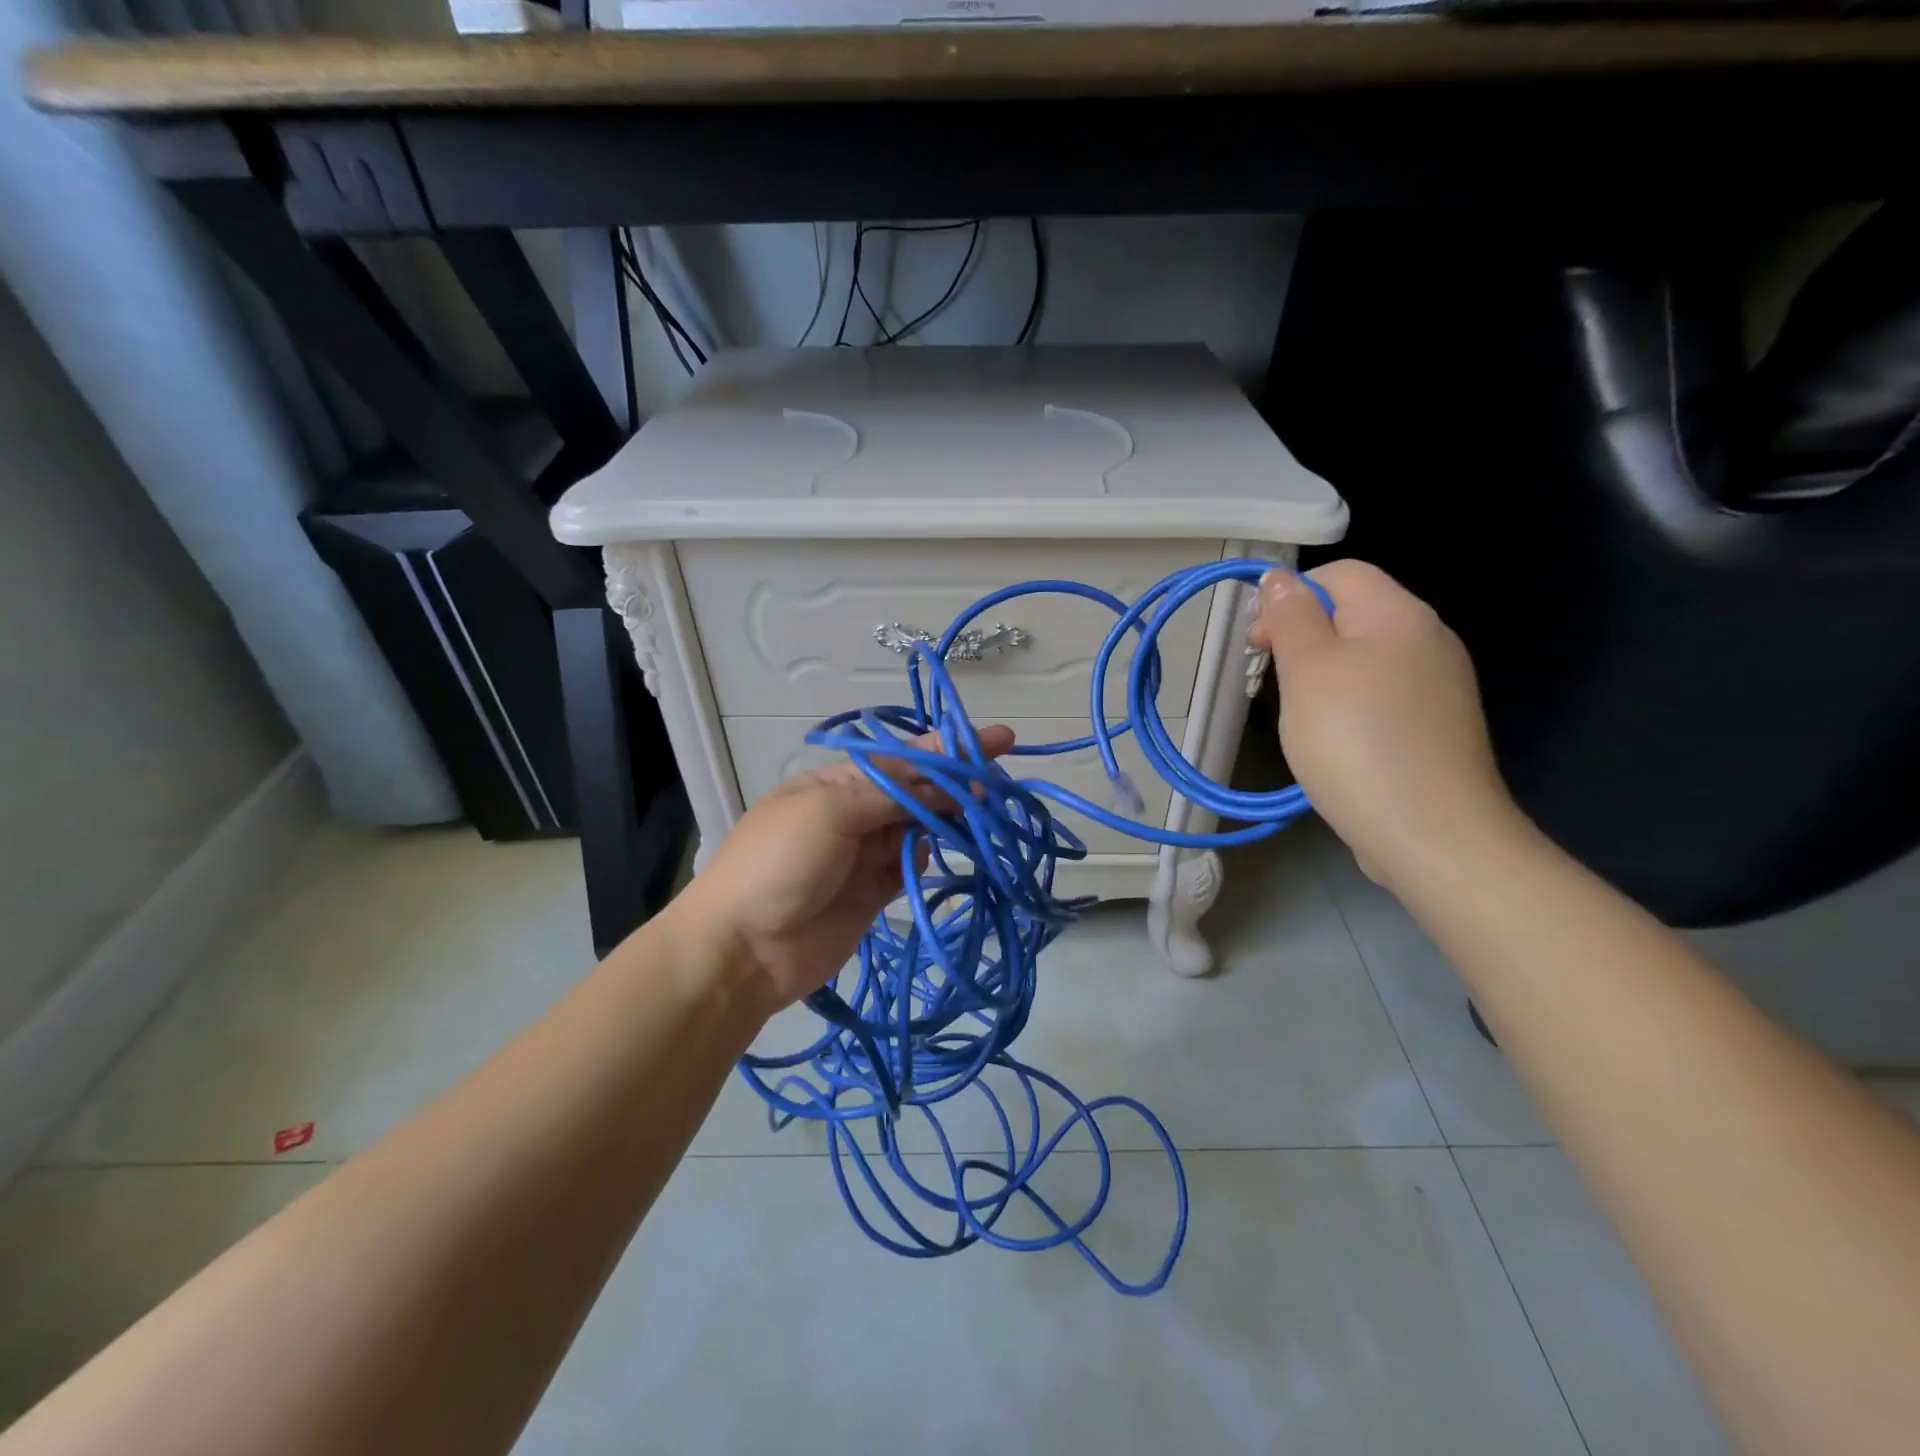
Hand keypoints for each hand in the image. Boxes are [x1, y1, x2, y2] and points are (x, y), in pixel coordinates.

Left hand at [677, 726, 1015, 1011]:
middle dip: (955, 784)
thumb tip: (942, 784)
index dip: (951, 747)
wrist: (743, 950)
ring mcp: (864, 854)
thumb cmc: (779, 864)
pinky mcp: (874, 894)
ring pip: (920, 827)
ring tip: (974, 820)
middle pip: (918, 791)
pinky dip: (922, 860)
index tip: (1001, 739)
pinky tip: (921, 861)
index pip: (904, 757)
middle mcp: (855, 812)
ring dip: (946, 821)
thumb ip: (890, 794)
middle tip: (996, 786)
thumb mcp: (829, 811)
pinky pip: (910, 866)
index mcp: (838, 782)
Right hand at [1250, 560, 1515, 883]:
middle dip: (1303, 638)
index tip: (1258, 642)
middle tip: (1271, 680)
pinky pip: (1382, 696)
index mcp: (1399, 614)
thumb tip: (1280, 578)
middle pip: (1353, 614)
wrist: (1430, 833)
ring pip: (1365, 659)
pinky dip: (1349, 706)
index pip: (1340, 573)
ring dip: (1323, 676)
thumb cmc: (1356, 740)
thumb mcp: (1309, 669)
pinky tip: (1335, 741)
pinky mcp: (1435, 727)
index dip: (1291, 595)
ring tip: (1300, 716)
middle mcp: (1428, 640)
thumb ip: (1292, 616)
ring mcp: (1438, 687)